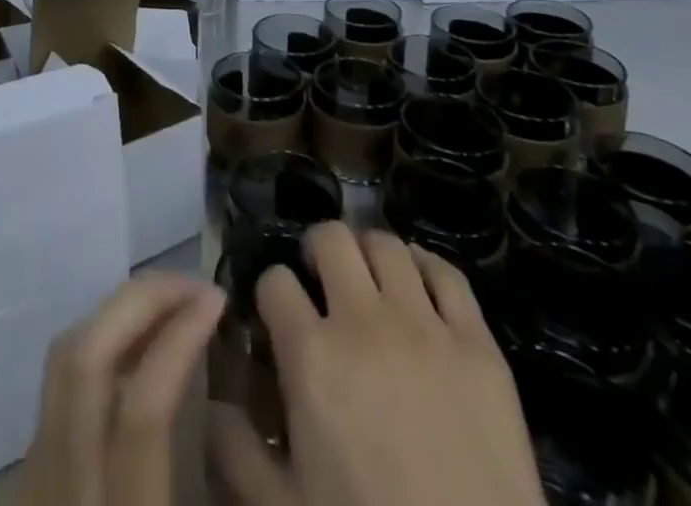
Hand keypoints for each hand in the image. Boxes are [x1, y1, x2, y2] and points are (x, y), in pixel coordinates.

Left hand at [16, 274, 225, 505]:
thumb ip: (215, 473)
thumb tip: (232, 399)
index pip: (142, 406)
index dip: (180, 338)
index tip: (217, 298)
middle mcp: (59, 486)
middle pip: (85, 358)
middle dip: (142, 300)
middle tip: (196, 286)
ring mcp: (30, 473)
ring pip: (64, 356)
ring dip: (120, 314)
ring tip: (172, 304)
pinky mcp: (21, 469)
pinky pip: (58, 381)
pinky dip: (101, 344)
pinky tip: (136, 348)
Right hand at [211, 223, 546, 505]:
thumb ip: (237, 451)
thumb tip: (213, 403)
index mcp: (312, 358)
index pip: (276, 282)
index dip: (271, 293)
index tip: (277, 315)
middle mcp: (364, 322)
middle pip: (331, 239)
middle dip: (317, 252)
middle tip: (320, 282)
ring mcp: (426, 327)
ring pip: (386, 244)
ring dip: (368, 254)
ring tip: (368, 281)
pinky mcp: (477, 344)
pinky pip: (447, 273)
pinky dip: (426, 266)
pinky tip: (417, 282)